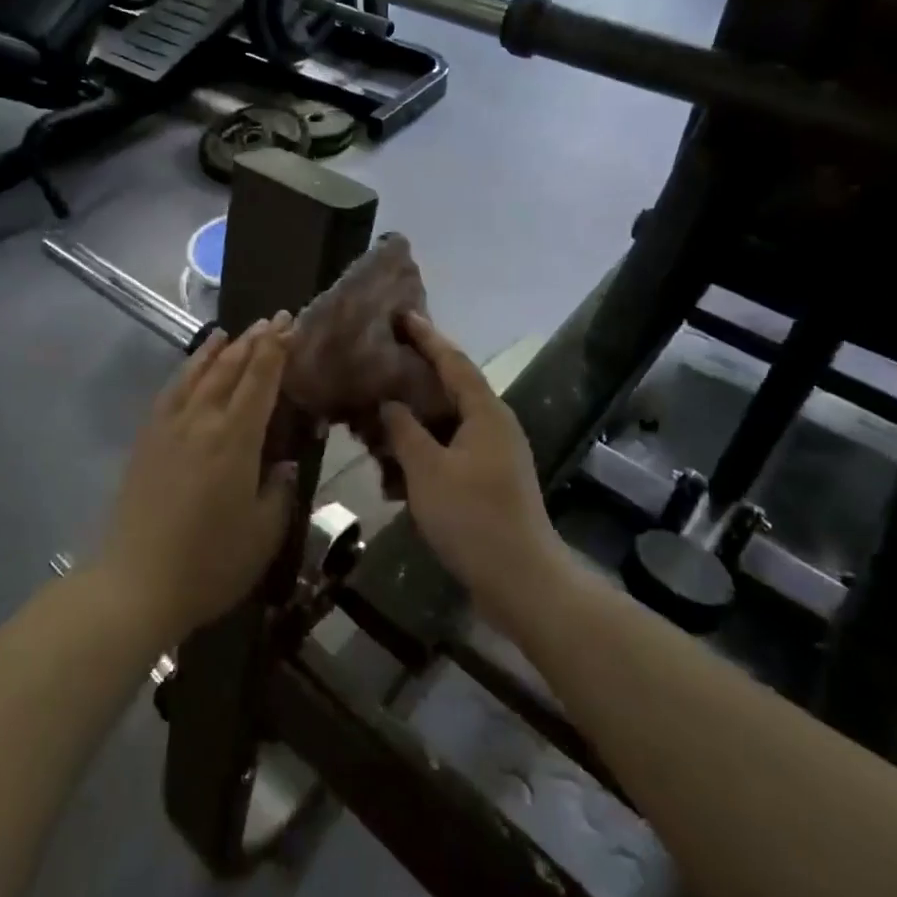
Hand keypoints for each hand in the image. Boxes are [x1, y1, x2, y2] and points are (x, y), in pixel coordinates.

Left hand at [96, 316, 298, 645]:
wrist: (136, 584)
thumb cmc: (210, 564)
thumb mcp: (264, 534)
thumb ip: (279, 491)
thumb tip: (285, 463)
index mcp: (236, 440)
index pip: (260, 381)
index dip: (276, 350)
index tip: (289, 325)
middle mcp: (202, 421)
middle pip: (230, 368)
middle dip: (254, 341)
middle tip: (274, 320)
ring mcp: (169, 428)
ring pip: (198, 374)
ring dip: (219, 350)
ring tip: (232, 332)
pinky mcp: (146, 440)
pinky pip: (170, 392)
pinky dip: (186, 371)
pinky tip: (192, 367)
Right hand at [380, 313, 565, 633]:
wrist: (521, 581)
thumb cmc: (473, 517)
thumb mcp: (427, 470)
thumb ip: (404, 430)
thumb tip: (389, 402)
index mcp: (485, 413)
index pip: (452, 361)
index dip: (426, 337)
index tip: (401, 315)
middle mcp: (493, 425)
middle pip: (450, 388)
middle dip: (414, 377)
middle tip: (379, 362)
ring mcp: (494, 455)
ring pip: (446, 424)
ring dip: (412, 421)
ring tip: (375, 416)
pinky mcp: (488, 481)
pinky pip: (449, 452)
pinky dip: (422, 453)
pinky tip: (392, 469)